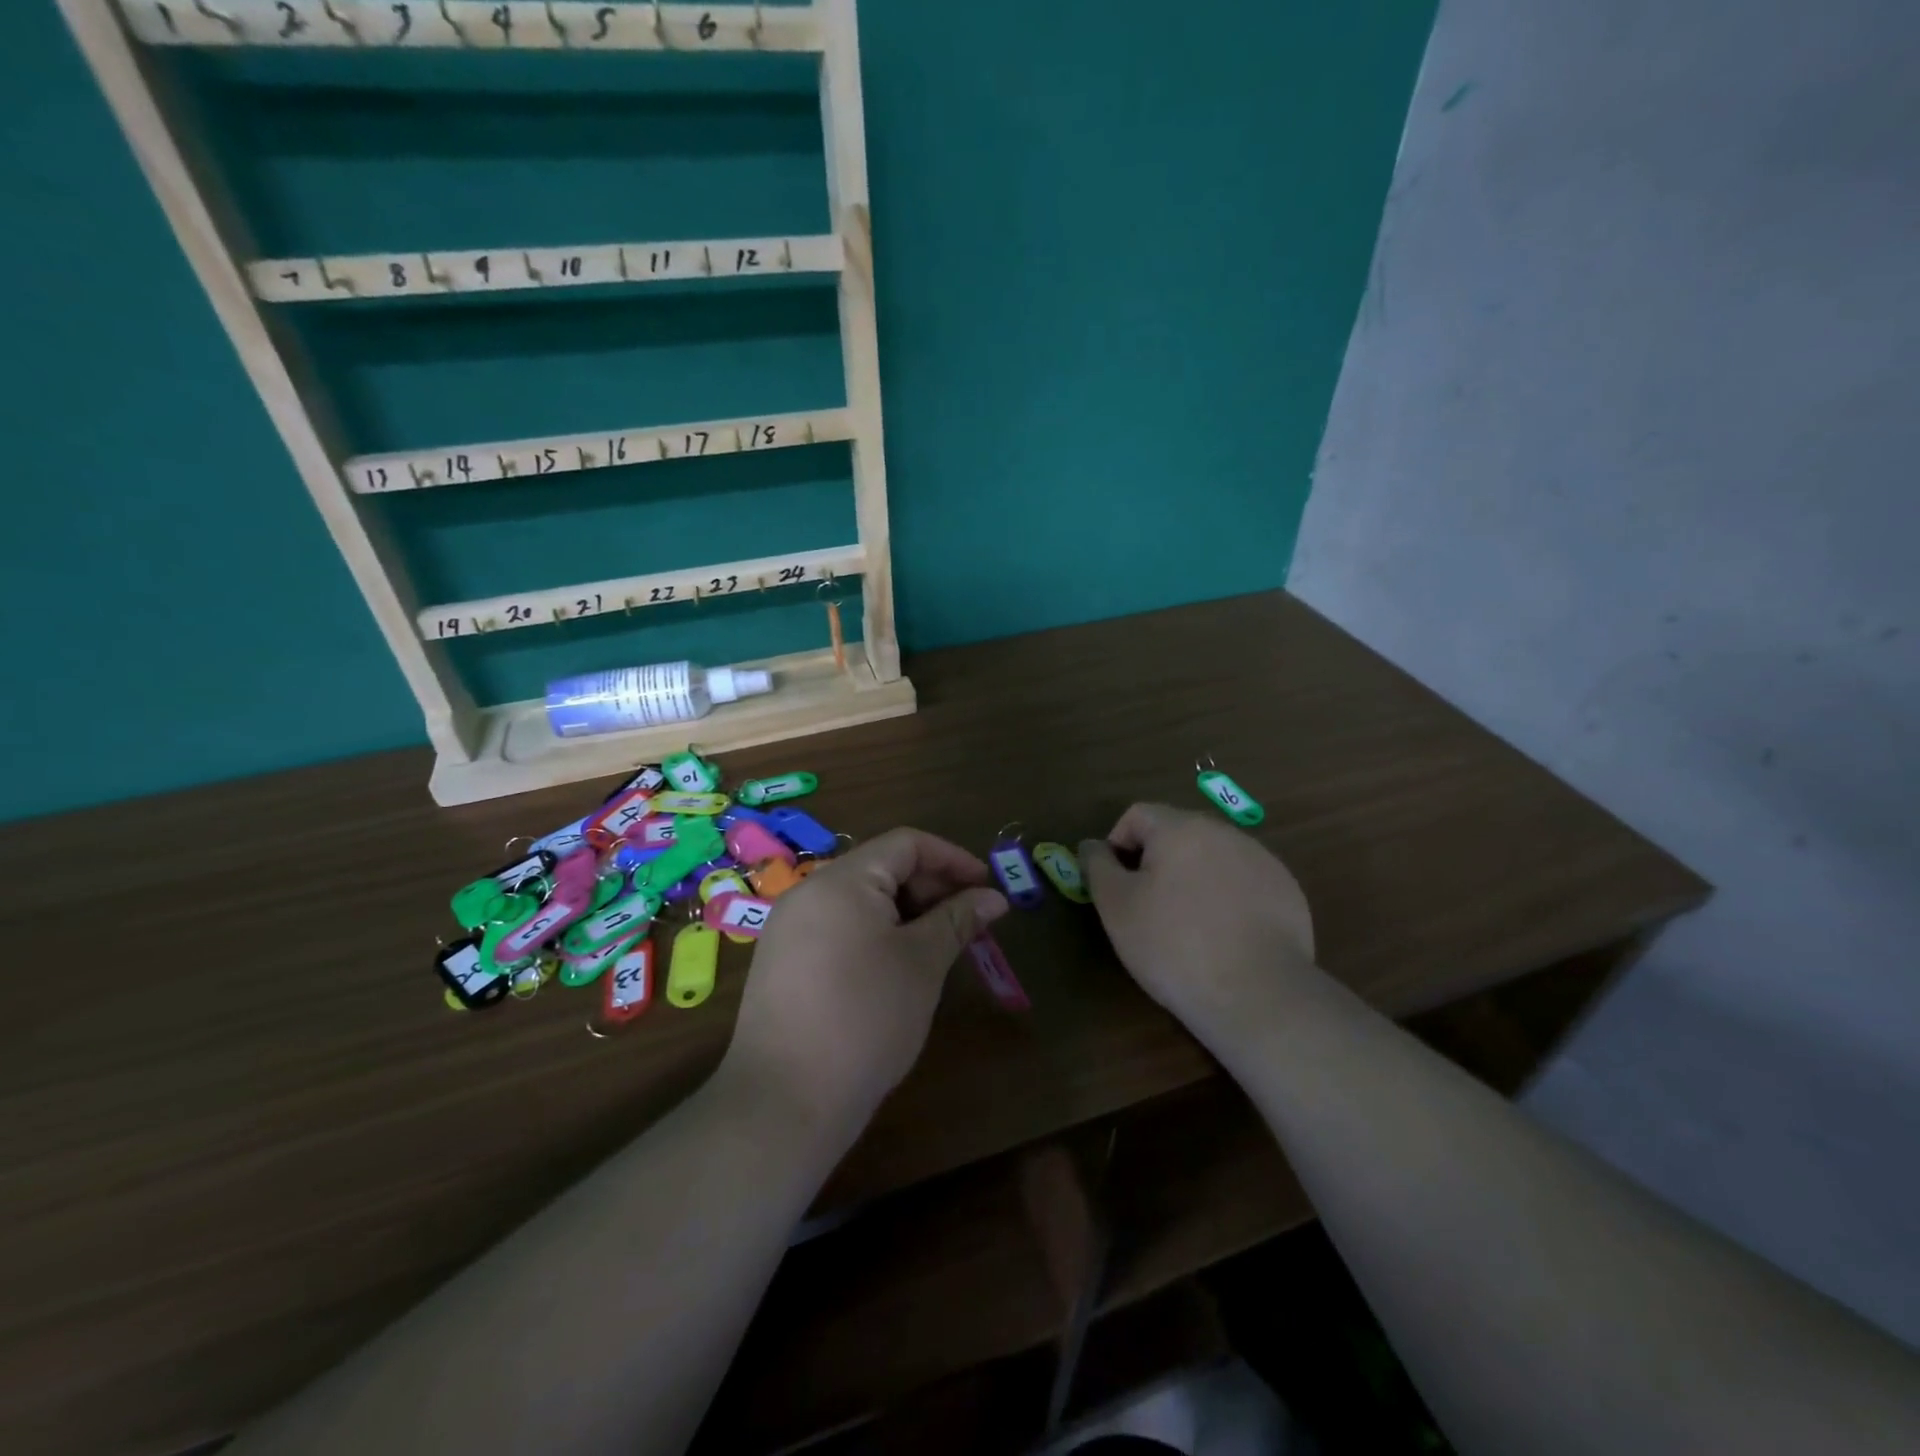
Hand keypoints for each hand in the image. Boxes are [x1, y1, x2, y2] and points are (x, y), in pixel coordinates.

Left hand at [720, 828, 1008, 1138]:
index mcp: (842, 880)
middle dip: (931, 887)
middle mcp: (809, 892)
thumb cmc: (865, 1019)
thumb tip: (993, 897)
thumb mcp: (922, 964)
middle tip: (969, 923)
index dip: (952, 859)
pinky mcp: (782, 962)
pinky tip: (897, 968)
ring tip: (939, 947)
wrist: (783, 1102)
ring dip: (906, 913)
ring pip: (860, 901)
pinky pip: (838, 927)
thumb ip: (958, 920)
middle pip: (881, 868)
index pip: (906, 843)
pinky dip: (876, 934)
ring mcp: (790, 928)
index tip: (987, 888)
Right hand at [1080, 804, 1316, 1046]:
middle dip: (1155, 862)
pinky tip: (1224, 938)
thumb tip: (1092, 845)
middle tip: (1147, 908)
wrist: (1258, 995)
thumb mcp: (1117, 907)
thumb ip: (1098, 866)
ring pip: (1212, 858)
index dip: (1117, 845)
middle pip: (1177, 834)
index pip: (1137, 815)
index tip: (1116, 887)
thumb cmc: (1173, 945)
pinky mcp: (1287, 891)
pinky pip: (1243, 883)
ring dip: (1192, 879)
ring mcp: (1262, 860)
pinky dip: (1227, 899)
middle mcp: (1224, 832)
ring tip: (1187, 926)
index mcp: (1181, 828)